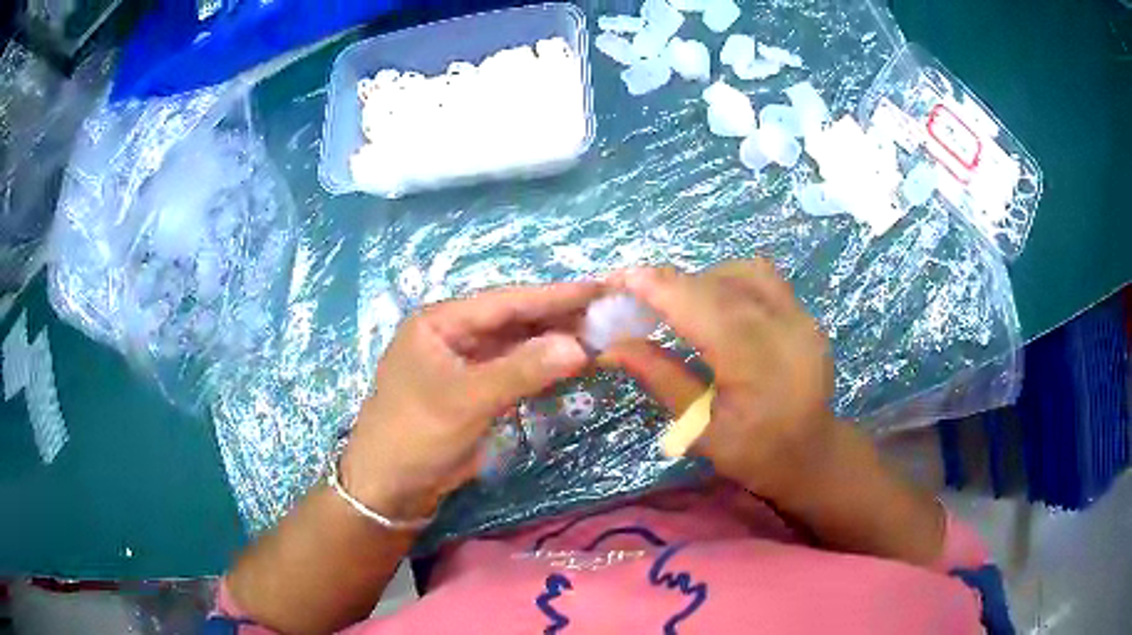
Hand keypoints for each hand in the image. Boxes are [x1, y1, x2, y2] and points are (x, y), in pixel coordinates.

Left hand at [341, 283, 598, 518]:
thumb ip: (521, 370)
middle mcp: (454, 335)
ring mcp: (465, 363)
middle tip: (608, 313)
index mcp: (441, 322)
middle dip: (558, 317)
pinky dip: (541, 368)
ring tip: (600, 336)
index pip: (505, 301)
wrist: (390, 486)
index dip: (554, 295)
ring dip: (553, 342)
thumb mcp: (466, 400)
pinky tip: (571, 364)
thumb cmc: (416, 433)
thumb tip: (578, 346)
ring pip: (517, 345)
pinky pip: (514, 371)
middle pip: (514, 320)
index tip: (600, 288)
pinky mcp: (475, 390)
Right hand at [604, 260, 836, 500]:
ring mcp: (800, 316)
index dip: (658, 288)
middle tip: (634, 295)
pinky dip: (729, 279)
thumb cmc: (753, 453)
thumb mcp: (700, 429)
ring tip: (677, 303)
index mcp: (757, 366)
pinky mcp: (805, 312)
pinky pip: (762, 277)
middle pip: (718, 285)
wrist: (811, 453)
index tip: (618, 280)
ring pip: (741, 271)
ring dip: (701, 279)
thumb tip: (611, 346)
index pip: (702, 308)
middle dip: (670, 283)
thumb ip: (660, 379)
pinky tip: (715, 302)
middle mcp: (784, 330)